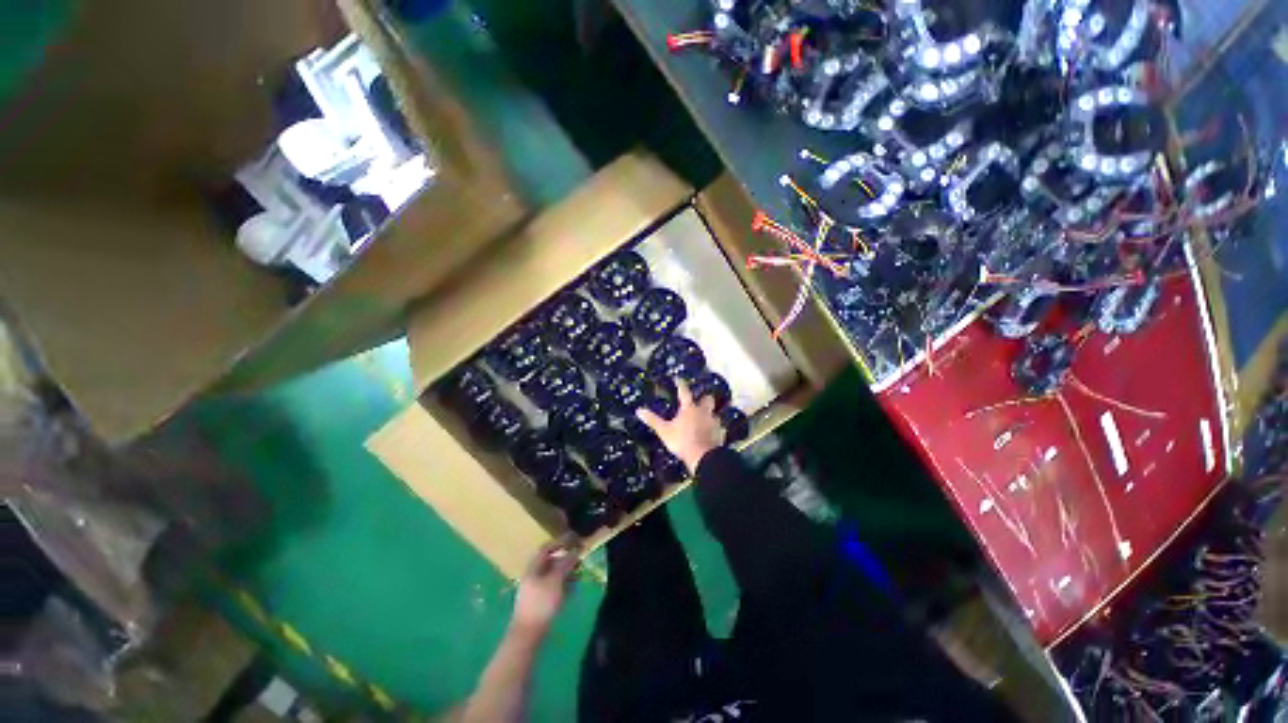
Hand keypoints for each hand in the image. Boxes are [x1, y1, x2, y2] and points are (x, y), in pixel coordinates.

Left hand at [512, 538, 580, 636]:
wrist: (527, 635)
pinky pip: (553, 589)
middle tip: (579, 559)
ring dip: (566, 573)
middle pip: (550, 562)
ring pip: (552, 576)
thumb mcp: (556, 580)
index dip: (559, 543)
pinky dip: (563, 586)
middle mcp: (532, 577)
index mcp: (533, 569)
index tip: (573, 541)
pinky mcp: (539, 604)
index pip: (545, 549)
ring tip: (579, 574)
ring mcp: (535, 591)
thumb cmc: (541, 604)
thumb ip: (566, 563)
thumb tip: (575, 550)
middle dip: (565, 559)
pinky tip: (573, 590)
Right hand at [636, 378, 723, 473]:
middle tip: (699, 400)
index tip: (678, 378)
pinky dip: (716, 429)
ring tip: (706, 418)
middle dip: (704, 398)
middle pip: (707, 399)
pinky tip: (713, 433)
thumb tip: (639, 410)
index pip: (684, 392)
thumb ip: (653, 420)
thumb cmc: (682, 441)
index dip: (680, 384)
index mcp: (689, 408)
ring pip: (714, 413)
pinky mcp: (720, 434)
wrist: (704, 457)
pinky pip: (720, 428)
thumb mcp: (664, 431)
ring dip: (710, 414)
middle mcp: (703, 412)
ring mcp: (714, 422)